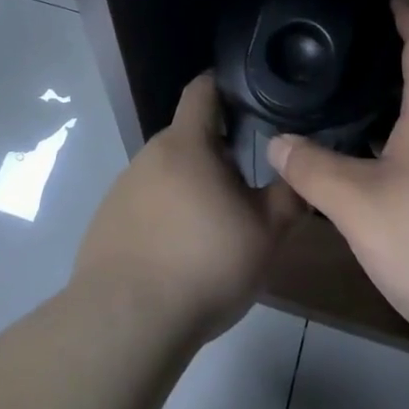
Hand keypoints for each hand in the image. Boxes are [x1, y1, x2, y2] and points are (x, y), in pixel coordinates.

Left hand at [72, 73, 302, 344]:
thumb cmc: (203, 264)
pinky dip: (167, 217)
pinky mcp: (107, 223)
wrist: (125, 322)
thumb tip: (301, 172)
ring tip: (217, 227)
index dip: (227, 85)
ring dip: (193, 188)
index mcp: (186, 143)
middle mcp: (149, 156)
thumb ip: (289, 196)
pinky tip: (181, 256)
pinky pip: (146, 205)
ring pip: (168, 174)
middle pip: (189, 137)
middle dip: (219, 152)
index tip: (252, 98)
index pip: (203, 89)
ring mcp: (122, 189)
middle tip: (249, 183)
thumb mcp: (265, 233)